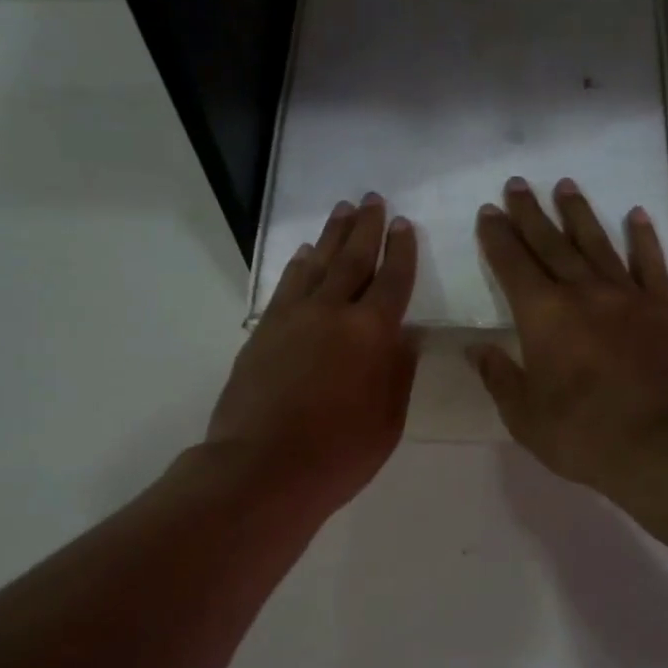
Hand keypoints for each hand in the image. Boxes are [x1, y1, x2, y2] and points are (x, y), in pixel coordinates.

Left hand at [207, 194, 418, 516]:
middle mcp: (332, 313)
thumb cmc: (338, 455)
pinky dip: (298, 266)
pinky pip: (286, 286)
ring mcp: (293, 319)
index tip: (403, 224)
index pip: (393, 281)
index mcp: (372, 334)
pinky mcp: (264, 331)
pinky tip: (304, 255)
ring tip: (341, 211)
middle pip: (353, 259)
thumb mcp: (388, 421)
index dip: (401, 251)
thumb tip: (405, 337)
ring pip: (316, 264)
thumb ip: (399, 372)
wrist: (262, 469)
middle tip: (372, 198)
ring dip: (330, 236)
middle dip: (365, 227)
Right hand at [471, 178, 667, 494]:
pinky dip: (643, 238)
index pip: (513, 265)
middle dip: (530, 214)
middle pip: (551, 244)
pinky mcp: (664, 309)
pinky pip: (652, 264)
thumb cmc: (583, 435)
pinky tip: (636, 216)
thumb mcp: (525, 416)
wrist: (663, 444)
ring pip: (598, 244)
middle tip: (517, 185)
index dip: (497, 238)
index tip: (488, 213)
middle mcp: (583, 293)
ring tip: (565, 186)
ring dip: (579, 214)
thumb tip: (476, 349)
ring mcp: (628, 296)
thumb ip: (499, 378)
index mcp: (543, 316)